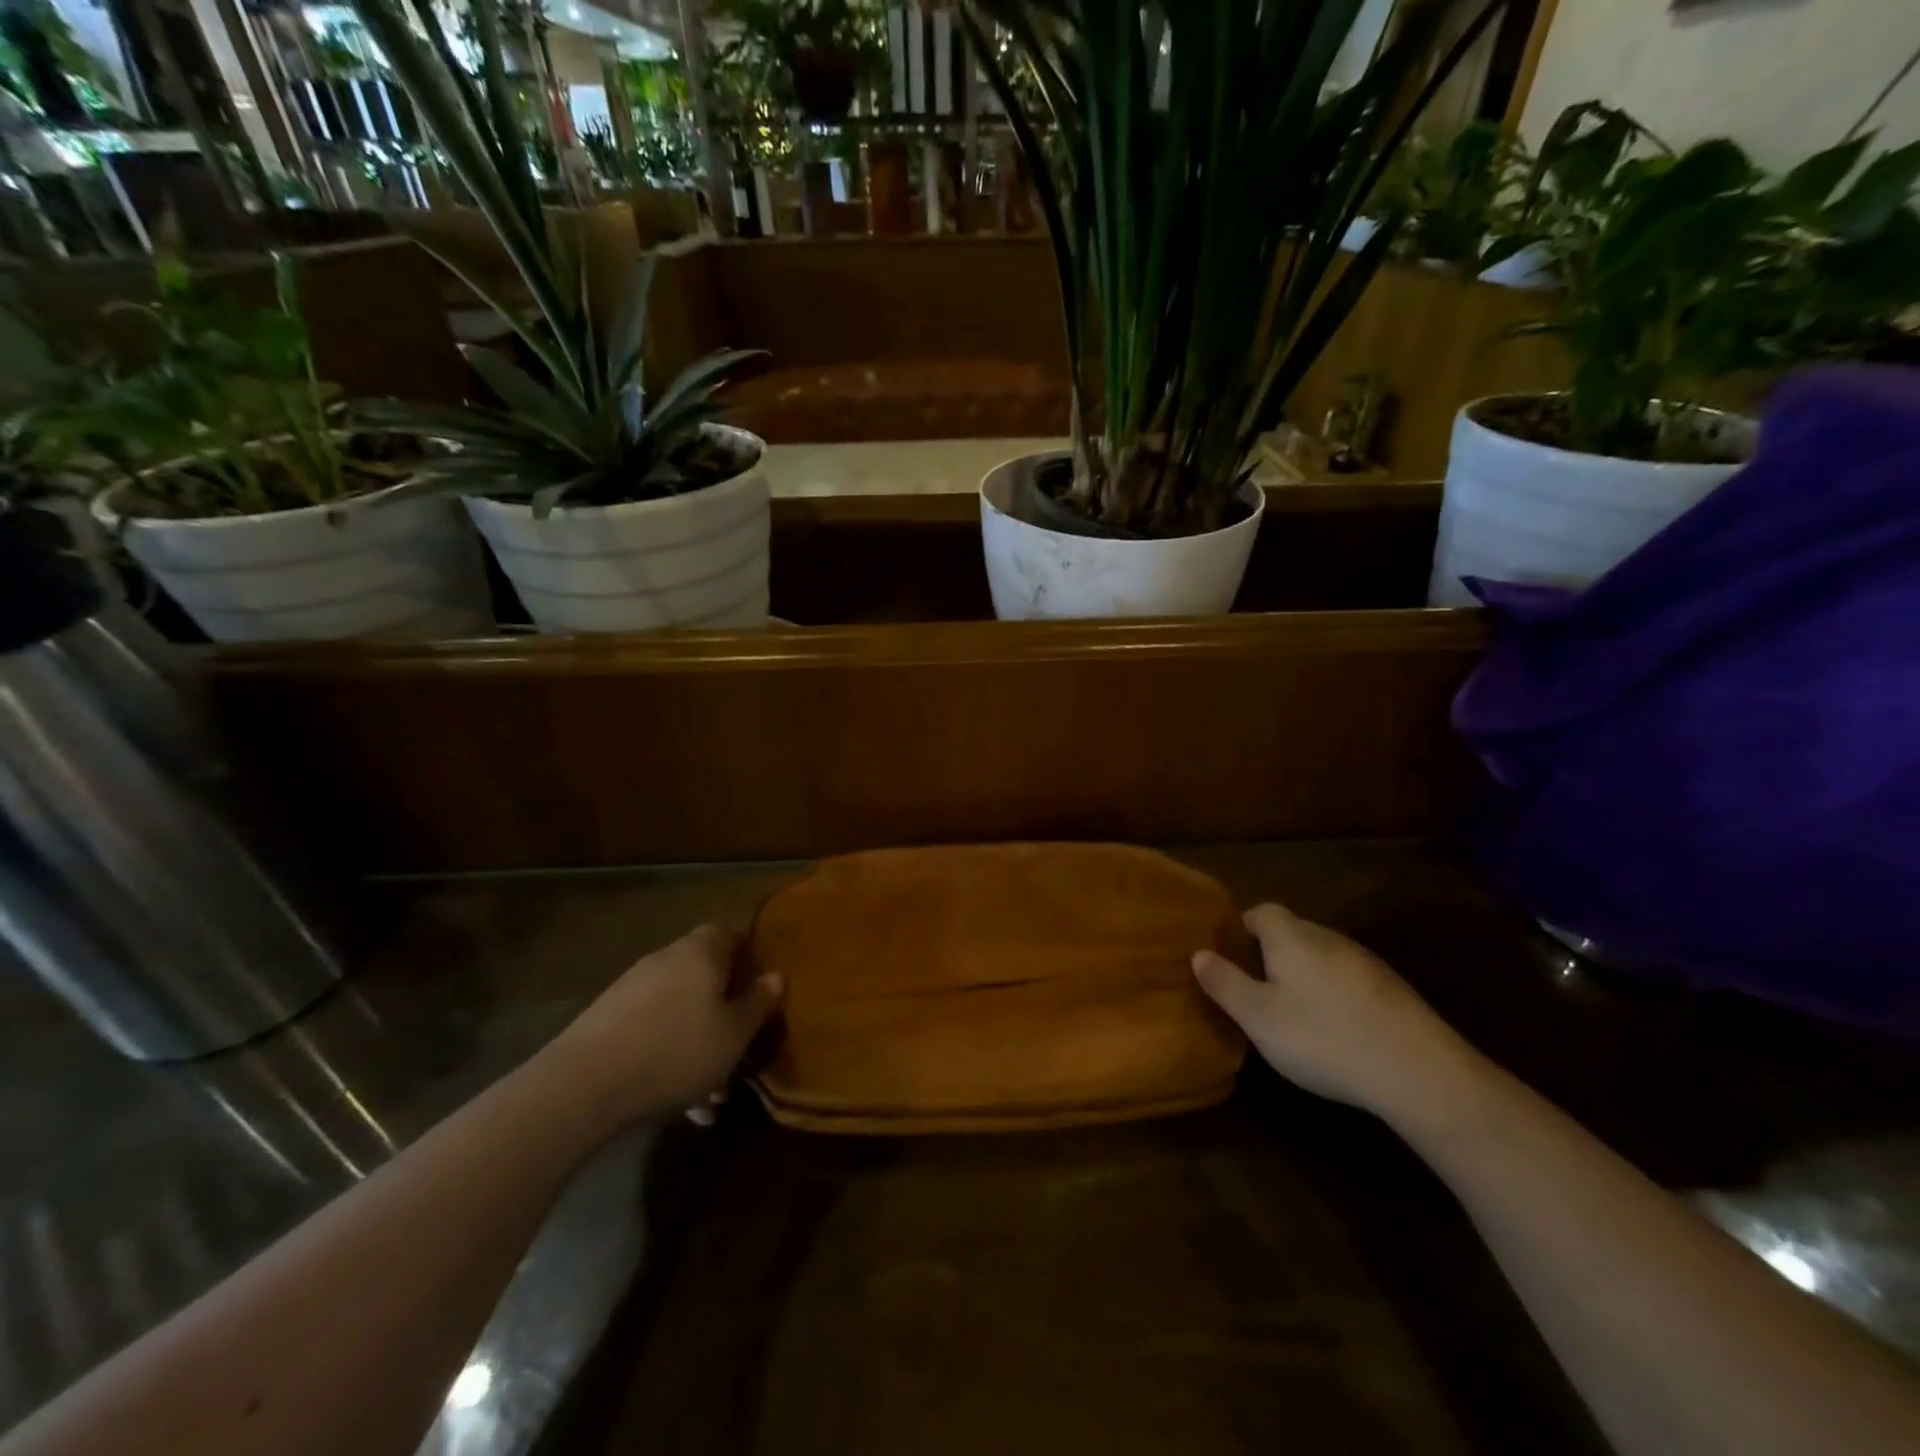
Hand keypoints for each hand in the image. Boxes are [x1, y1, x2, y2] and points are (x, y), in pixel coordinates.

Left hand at [546, 925, 780, 1125]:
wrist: (584, 1084)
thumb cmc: (676, 1049)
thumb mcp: (733, 1034)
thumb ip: (757, 1004)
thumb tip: (774, 977)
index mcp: (701, 952)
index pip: (730, 935)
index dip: (749, 959)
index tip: (761, 992)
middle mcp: (666, 960)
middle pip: (705, 978)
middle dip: (724, 1015)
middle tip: (739, 1053)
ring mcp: (632, 990)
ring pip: (680, 1012)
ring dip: (698, 1047)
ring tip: (709, 1099)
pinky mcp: (606, 1021)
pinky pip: (652, 1032)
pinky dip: (668, 1057)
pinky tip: (677, 1103)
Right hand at [1193, 903, 1480, 1123]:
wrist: (1421, 1072)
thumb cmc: (1324, 1037)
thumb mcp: (1259, 1017)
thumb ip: (1225, 983)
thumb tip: (1198, 953)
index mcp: (1291, 936)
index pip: (1260, 911)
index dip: (1240, 929)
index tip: (1227, 958)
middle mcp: (1328, 937)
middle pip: (1291, 932)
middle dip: (1269, 954)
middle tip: (1253, 990)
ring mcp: (1365, 962)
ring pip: (1320, 957)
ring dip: (1303, 975)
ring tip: (1291, 1014)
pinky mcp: (1392, 990)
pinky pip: (1347, 979)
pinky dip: (1333, 994)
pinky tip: (1334, 1030)